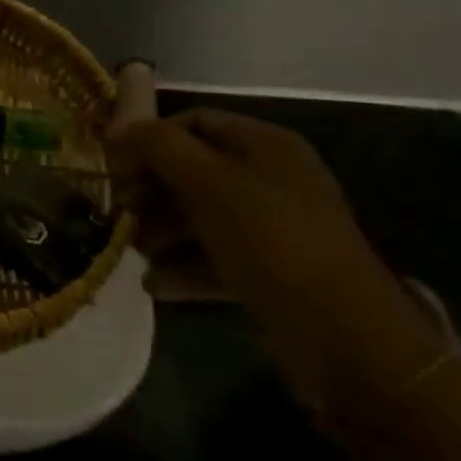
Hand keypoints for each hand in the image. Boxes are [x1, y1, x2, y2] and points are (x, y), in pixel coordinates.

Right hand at [113, 109, 449, 417]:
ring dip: (161, 231)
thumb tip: (119, 129)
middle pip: (193, 170)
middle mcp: (271, 180)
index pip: (194, 122)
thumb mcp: (208, 183)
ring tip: (133, 251)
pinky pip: (216, 257)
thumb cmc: (271, 242)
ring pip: (200, 216)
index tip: (116, 167)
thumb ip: (158, 146)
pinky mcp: (271, 272)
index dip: (151, 138)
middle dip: (151, 190)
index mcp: (266, 146)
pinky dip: (184, 267)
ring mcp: (273, 228)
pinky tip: (155, 284)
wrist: (344, 338)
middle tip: (120, 213)